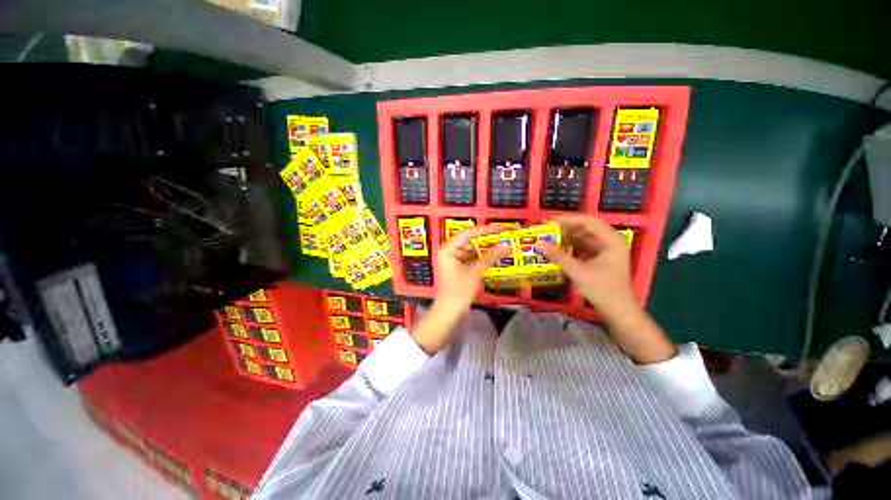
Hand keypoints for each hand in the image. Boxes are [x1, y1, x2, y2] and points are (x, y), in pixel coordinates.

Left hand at [411, 225, 506, 353]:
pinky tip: (493, 257)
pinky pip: (471, 260)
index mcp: (447, 250)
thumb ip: (489, 257)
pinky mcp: (458, 270)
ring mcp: (453, 262)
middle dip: (485, 241)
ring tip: (501, 246)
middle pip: (468, 242)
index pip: (466, 234)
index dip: (483, 230)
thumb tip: (503, 245)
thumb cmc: (459, 291)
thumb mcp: (474, 273)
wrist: (449, 313)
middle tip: (502, 237)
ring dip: (484, 250)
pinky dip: (481, 259)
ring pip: (471, 251)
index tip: (498, 229)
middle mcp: (448, 253)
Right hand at [535, 214, 635, 321]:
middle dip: (565, 229)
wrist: (617, 311)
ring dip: (566, 238)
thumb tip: (538, 244)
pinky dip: (570, 247)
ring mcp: (605, 250)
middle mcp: (609, 241)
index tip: (549, 221)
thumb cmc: (602, 289)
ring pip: (582, 238)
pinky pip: (582, 247)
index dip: (568, 219)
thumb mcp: (577, 271)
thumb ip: (558, 256)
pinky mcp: (599, 258)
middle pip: (585, 229)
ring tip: (548, 239)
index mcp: (611, 240)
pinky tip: (557, 250)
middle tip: (546, 230)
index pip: (588, 221)